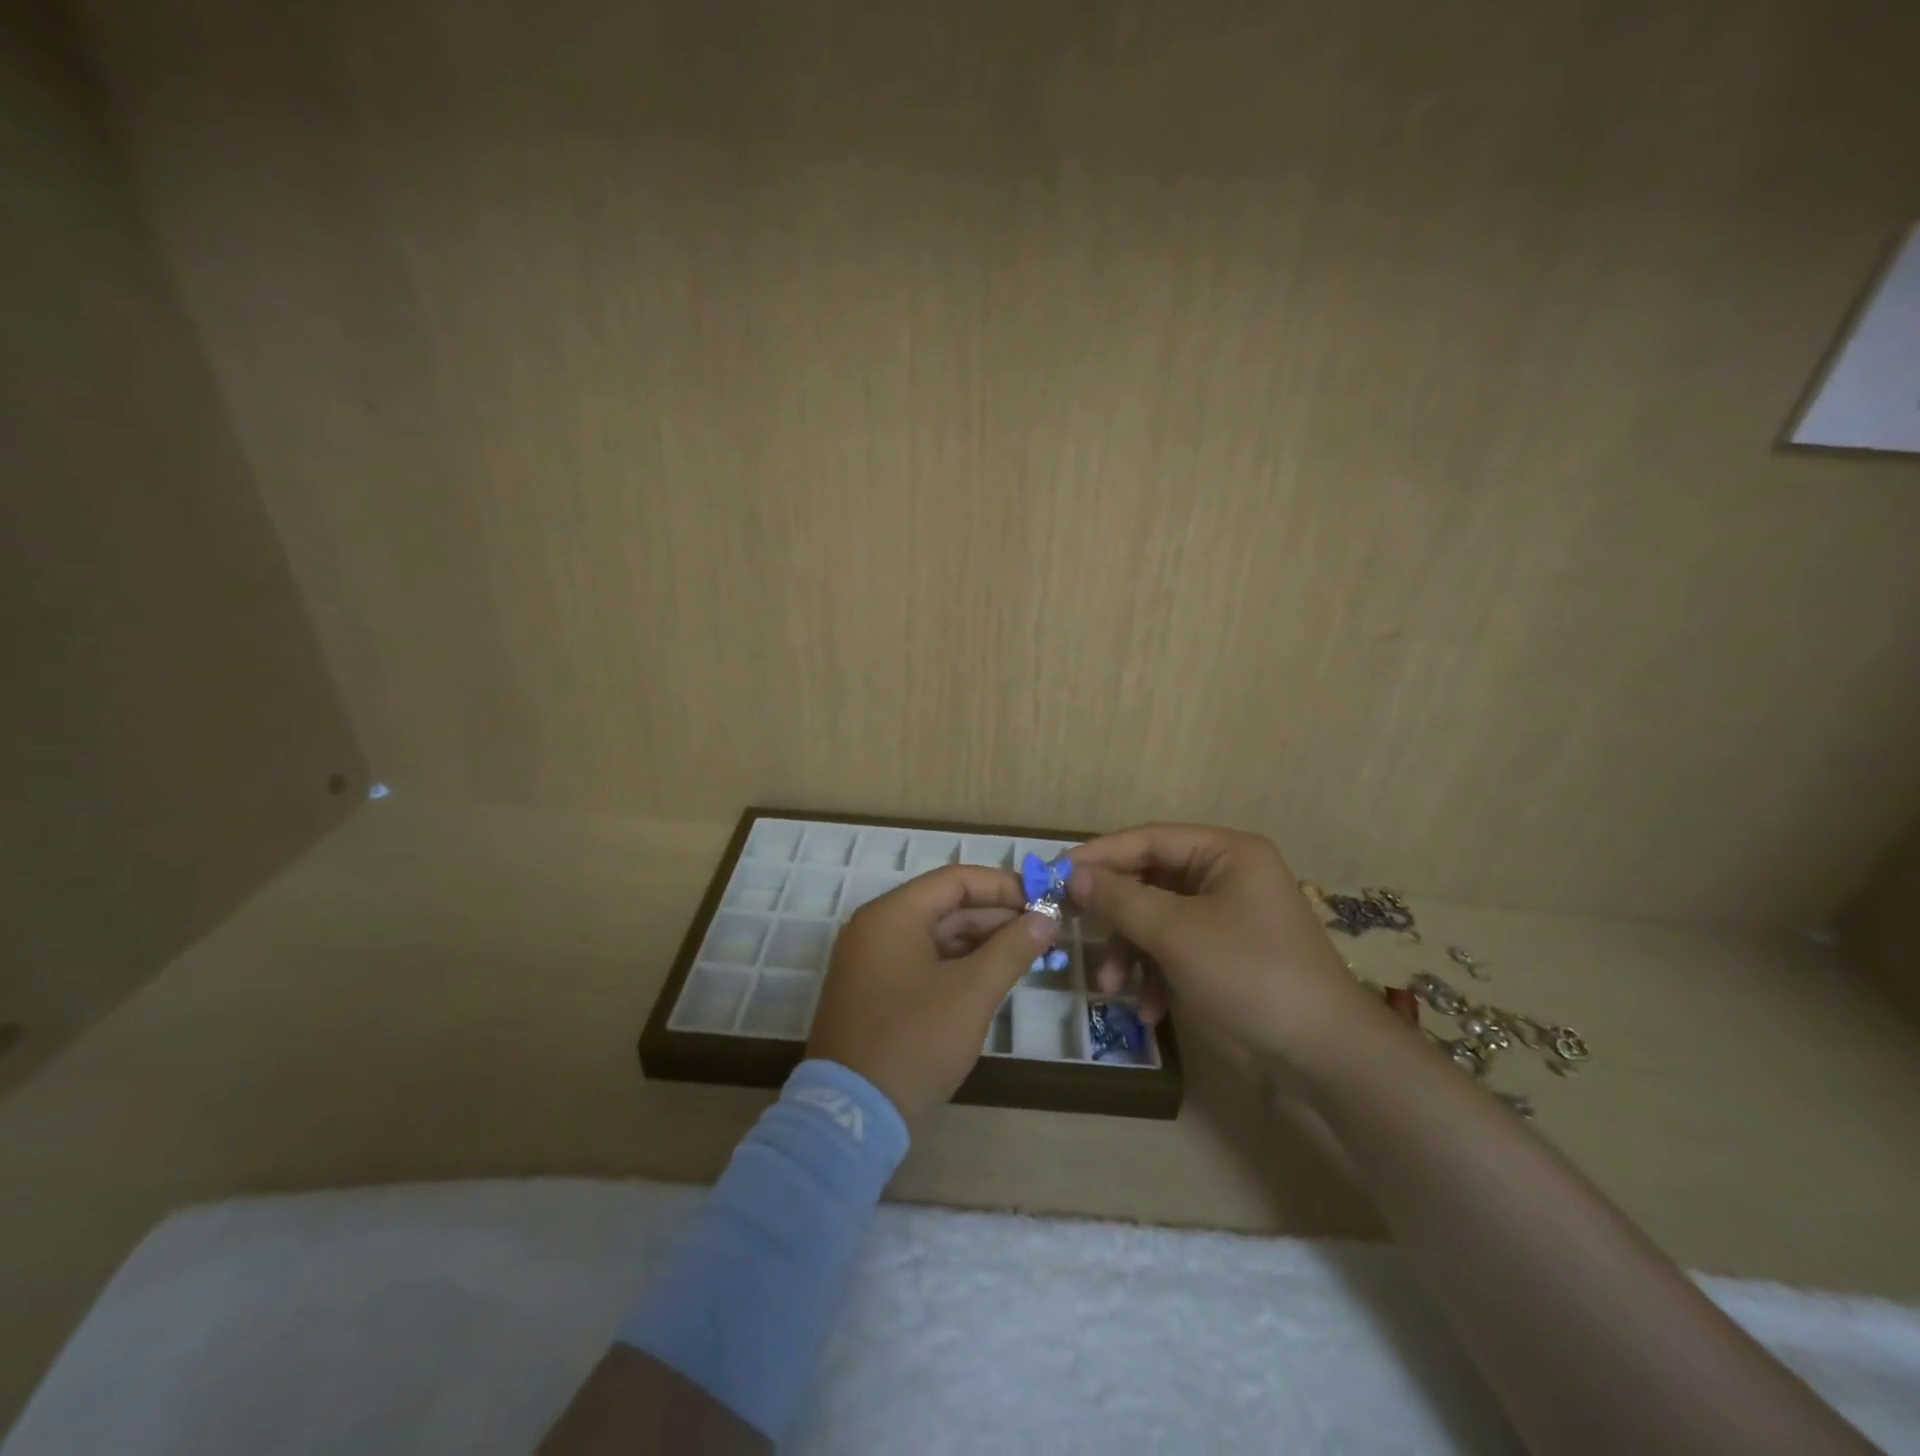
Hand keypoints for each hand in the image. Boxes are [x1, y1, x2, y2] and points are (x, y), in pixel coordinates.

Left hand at [808, 864, 1059, 1130]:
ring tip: (1028, 952)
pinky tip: (994, 976)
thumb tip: (1045, 920)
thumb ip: (1011, 949)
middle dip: (997, 916)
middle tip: (1044, 929)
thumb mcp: (971, 993)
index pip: (955, 880)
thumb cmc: (914, 1042)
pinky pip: (923, 962)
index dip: (1003, 886)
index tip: (1044, 899)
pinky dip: (959, 964)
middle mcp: (876, 928)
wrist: (852, 1118)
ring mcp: (871, 961)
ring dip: (981, 941)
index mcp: (892, 915)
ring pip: (936, 936)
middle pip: (946, 906)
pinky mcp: (875, 991)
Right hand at [1068, 824, 1383, 1072]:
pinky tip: (1149, 1011)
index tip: (1057, 873)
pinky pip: (1178, 948)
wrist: (1325, 1053)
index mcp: (1225, 853)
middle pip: (1152, 881)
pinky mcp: (1229, 952)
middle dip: (1117, 915)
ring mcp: (1230, 916)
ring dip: (1132, 952)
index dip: (1101, 855)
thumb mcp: (1176, 934)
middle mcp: (1228, 875)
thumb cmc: (1249, 973)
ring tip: (1111, 987)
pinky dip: (1158, 974)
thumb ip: (1121, 899)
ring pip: (1160, 919)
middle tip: (1074, 928)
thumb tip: (1073, 875)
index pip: (1150, 839)